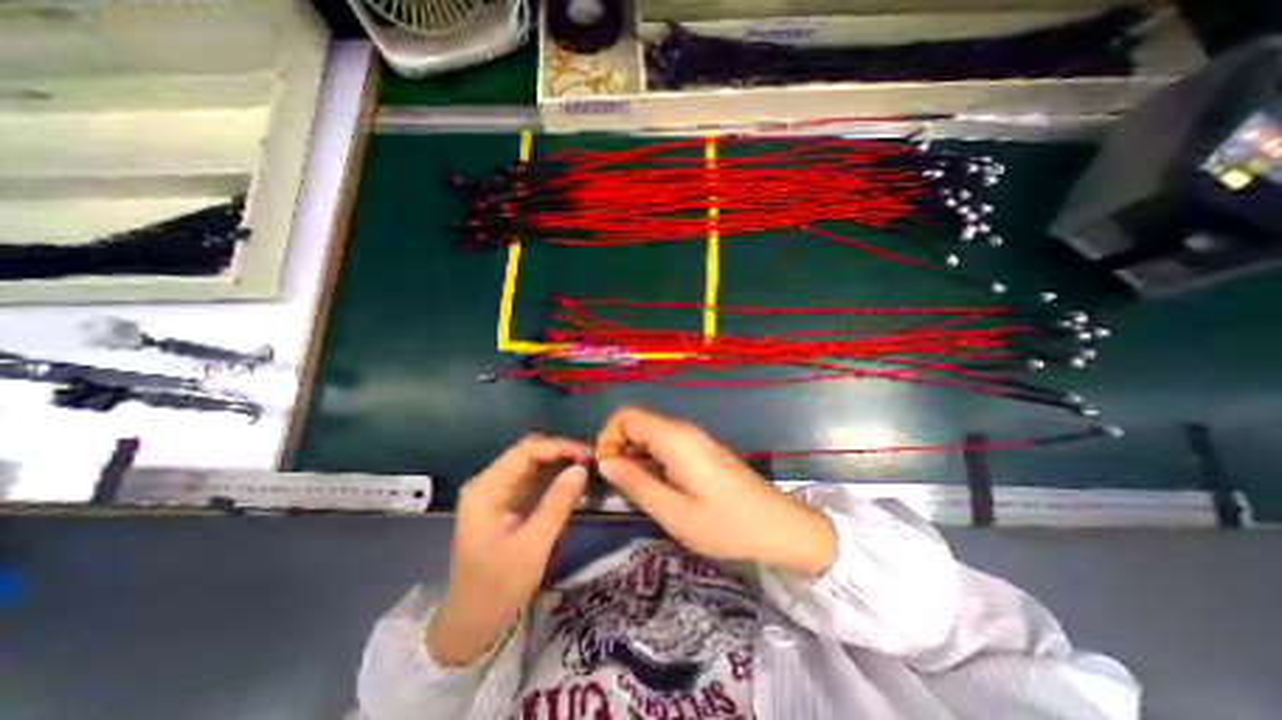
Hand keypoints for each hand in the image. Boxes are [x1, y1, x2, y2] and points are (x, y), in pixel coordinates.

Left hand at [428, 433, 591, 663]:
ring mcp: (495, 493)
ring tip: (587, 468)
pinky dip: (553, 478)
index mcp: (486, 489)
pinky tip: (571, 482)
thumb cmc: (497, 588)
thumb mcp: (532, 546)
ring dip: (559, 464)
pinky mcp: (505, 504)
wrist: (471, 626)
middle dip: (561, 453)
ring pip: (532, 465)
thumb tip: (581, 468)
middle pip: (528, 453)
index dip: (559, 447)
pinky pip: (532, 481)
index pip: (526, 451)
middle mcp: (488, 483)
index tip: (588, 454)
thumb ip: (557, 504)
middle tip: (591, 461)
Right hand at [593, 406, 838, 578]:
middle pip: (636, 423)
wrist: (777, 526)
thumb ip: (636, 483)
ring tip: (634, 490)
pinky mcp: (699, 450)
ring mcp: (693, 439)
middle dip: (617, 448)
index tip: (606, 471)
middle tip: (618, 486)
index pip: (625, 416)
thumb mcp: (674, 512)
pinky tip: (655, 486)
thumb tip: (605, 462)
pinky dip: (649, 460)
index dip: (607, 438)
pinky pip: (664, 444)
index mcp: (675, 439)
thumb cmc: (725, 524)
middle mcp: (682, 430)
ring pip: (648, 434)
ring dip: (633, 456)